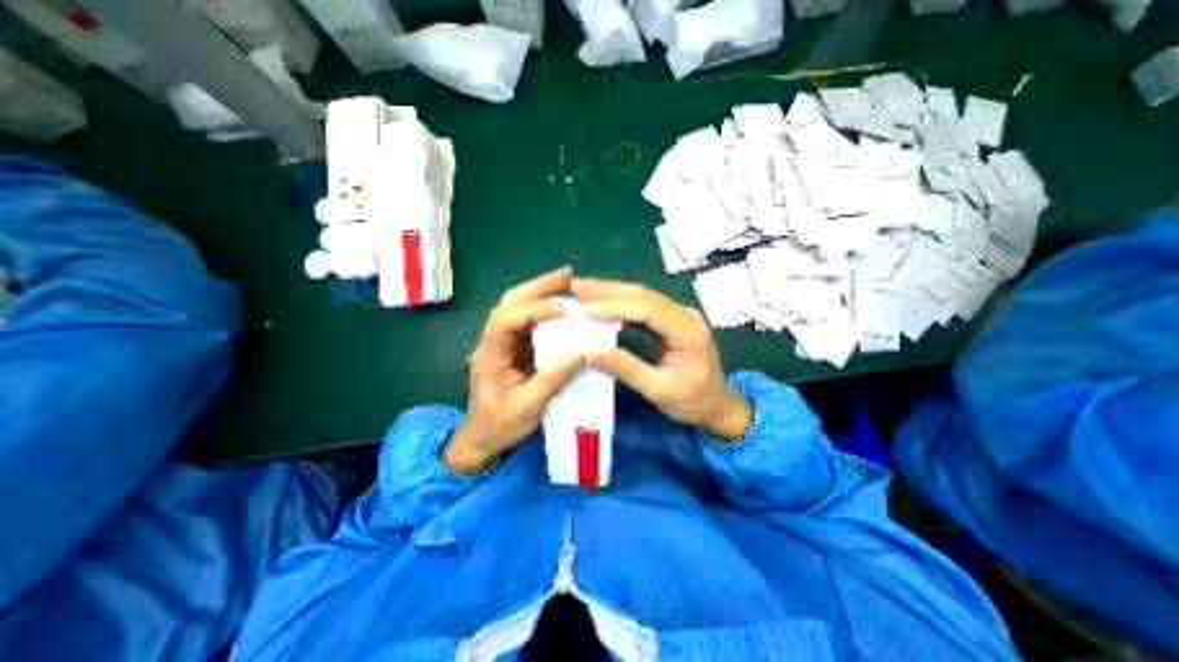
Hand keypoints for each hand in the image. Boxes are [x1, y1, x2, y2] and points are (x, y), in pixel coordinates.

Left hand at [445, 266, 585, 472]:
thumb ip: (552, 379)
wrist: (482, 438)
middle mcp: (494, 341)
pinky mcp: (515, 348)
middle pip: (510, 303)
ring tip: (569, 283)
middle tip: (568, 275)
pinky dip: (547, 312)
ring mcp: (504, 343)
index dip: (534, 309)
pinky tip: (565, 309)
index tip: (564, 309)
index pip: (506, 320)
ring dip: (543, 293)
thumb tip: (581, 352)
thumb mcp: (527, 407)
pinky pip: (531, 323)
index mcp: (489, 355)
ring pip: (520, 308)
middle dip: (538, 286)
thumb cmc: (499, 425)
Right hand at [574, 277, 755, 442]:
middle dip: (608, 290)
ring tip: (583, 289)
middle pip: (644, 295)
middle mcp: (685, 315)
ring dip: (612, 292)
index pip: (647, 310)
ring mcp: (680, 315)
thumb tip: (591, 352)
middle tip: (577, 287)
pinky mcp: (672, 320)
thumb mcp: (659, 391)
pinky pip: (644, 305)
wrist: (719, 405)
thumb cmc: (693, 401)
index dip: (614, 307)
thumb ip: (627, 369)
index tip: (585, 309)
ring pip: (643, 296)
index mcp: (688, 331)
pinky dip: (620, 301)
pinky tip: (603, 300)